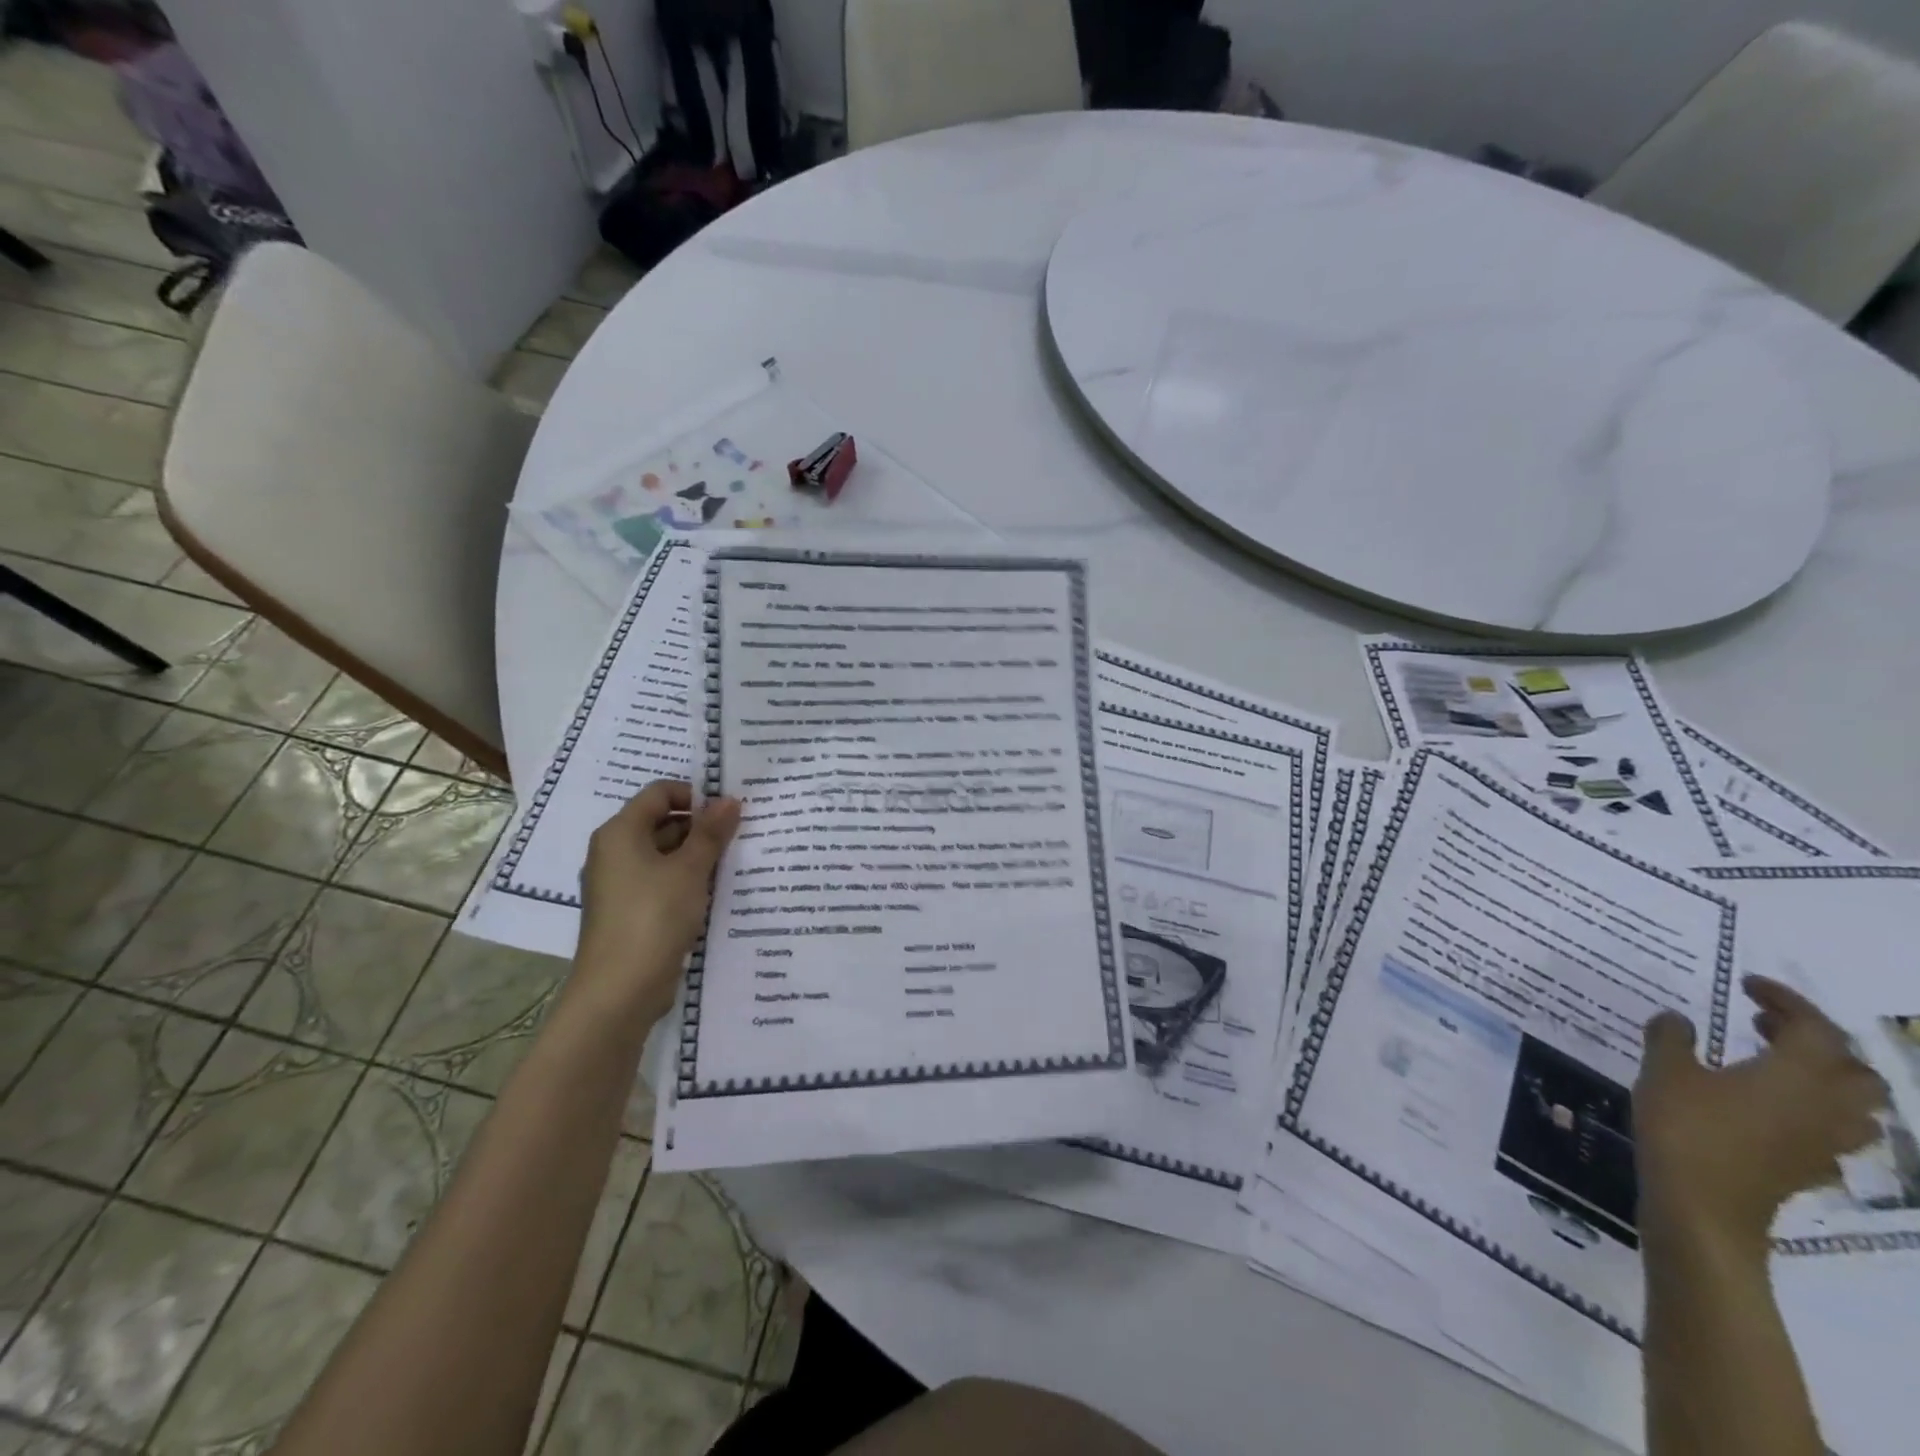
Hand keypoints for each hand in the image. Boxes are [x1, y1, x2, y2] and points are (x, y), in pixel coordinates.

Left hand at [571, 781, 740, 1024]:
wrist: (619, 991)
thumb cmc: (653, 917)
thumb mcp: (690, 870)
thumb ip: (711, 833)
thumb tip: (730, 800)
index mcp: (620, 833)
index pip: (659, 793)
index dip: (695, 795)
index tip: (729, 812)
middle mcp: (613, 852)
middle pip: (661, 822)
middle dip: (700, 827)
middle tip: (739, 837)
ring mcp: (619, 884)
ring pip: (663, 854)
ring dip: (696, 856)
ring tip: (733, 864)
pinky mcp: (628, 912)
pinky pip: (660, 882)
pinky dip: (685, 881)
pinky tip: (713, 893)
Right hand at [1634, 975, 1888, 1255]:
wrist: (1703, 1205)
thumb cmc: (1686, 1126)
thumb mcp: (1664, 1069)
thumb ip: (1672, 1037)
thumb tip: (1678, 1019)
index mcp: (1797, 1074)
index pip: (1816, 1028)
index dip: (1787, 1001)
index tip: (1748, 985)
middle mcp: (1825, 1105)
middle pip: (1855, 1070)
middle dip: (1817, 1042)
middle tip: (1765, 1025)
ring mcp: (1823, 1141)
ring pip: (1854, 1105)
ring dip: (1821, 1078)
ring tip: (1770, 1063)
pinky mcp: (1809, 1167)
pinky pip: (1830, 1132)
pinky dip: (1808, 1110)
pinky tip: (1764, 1106)